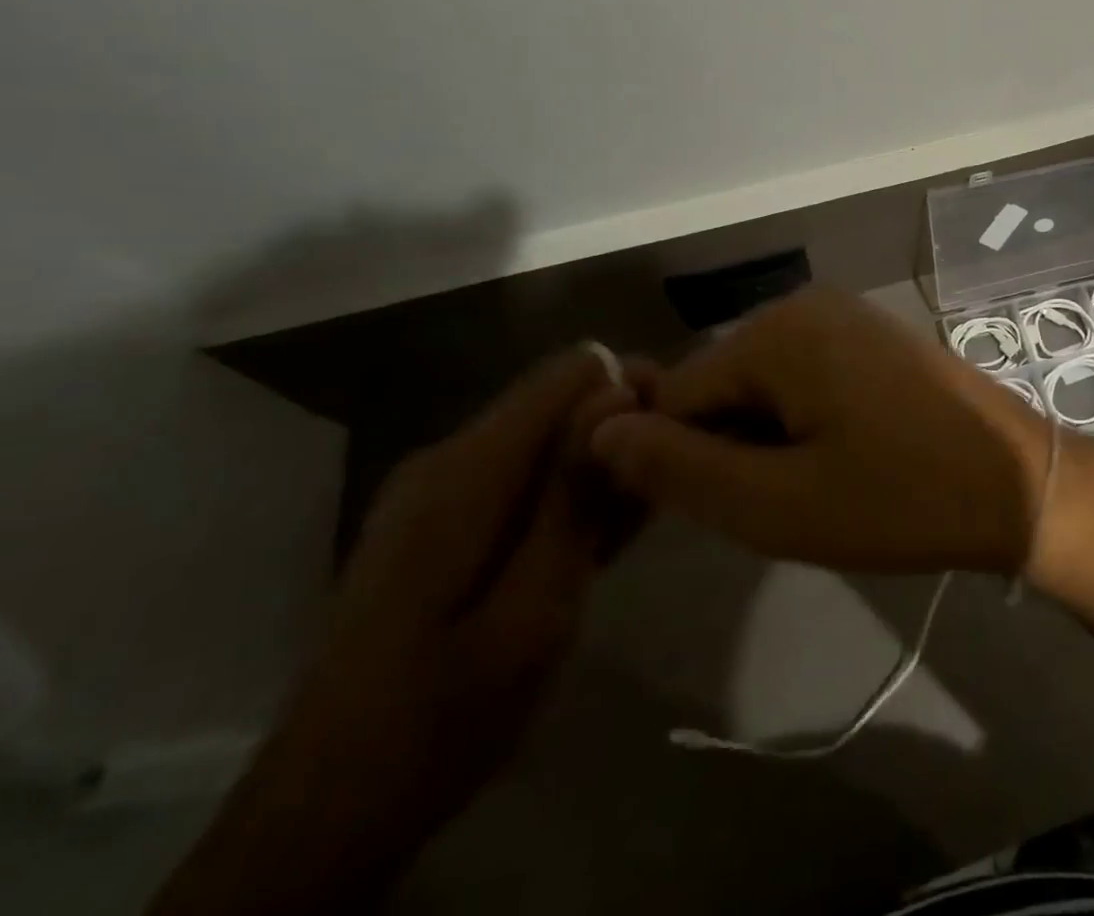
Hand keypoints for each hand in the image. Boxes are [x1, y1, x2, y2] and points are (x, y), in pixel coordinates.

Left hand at [152, 347, 638, 915]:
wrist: (326, 812)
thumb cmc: (443, 716)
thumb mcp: (534, 611)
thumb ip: (574, 496)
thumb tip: (618, 390)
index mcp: (467, 471)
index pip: (573, 371)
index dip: (634, 388)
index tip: (676, 434)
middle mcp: (449, 458)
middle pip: (562, 400)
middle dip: (623, 428)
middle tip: (667, 490)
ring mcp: (439, 489)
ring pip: (549, 439)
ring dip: (601, 466)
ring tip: (640, 520)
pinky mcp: (441, 518)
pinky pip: (524, 476)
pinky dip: (567, 495)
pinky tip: (597, 542)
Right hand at [589, 288, 1054, 577]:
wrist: (1019, 483)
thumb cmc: (901, 498)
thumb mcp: (777, 503)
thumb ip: (679, 470)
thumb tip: (600, 432)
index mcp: (776, 330)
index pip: (676, 397)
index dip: (682, 463)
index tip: (725, 513)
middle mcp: (805, 304)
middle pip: (721, 386)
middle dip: (731, 450)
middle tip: (784, 505)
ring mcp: (845, 317)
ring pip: (762, 387)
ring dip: (767, 442)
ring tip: (817, 488)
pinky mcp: (872, 339)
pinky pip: (804, 379)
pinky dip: (803, 424)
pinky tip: (842, 462)